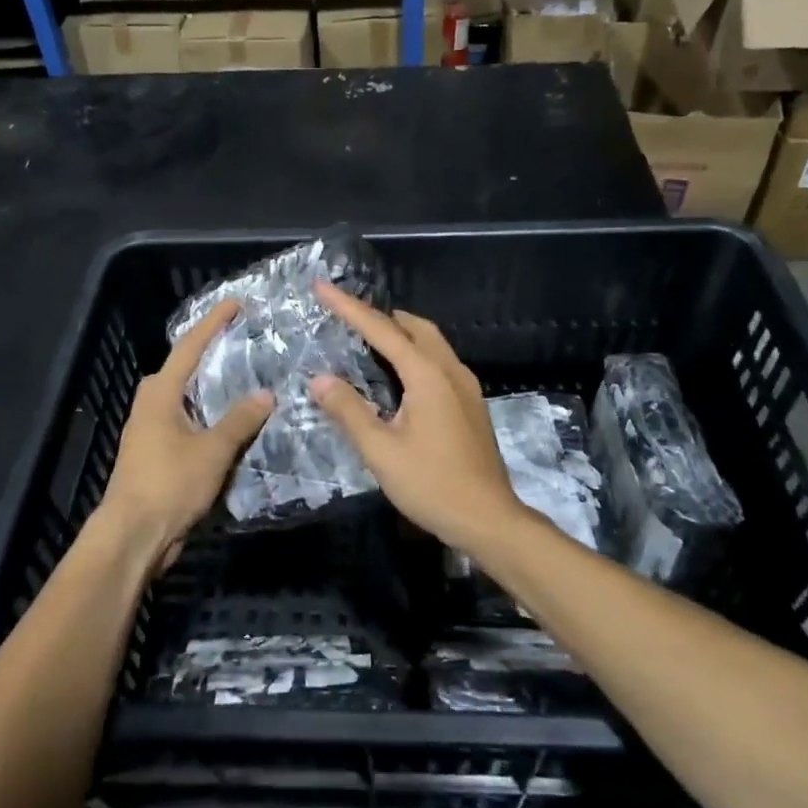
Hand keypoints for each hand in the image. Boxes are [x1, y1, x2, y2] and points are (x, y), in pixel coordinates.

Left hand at [90, 299, 273, 569]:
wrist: (133, 536)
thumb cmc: (169, 484)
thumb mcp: (212, 450)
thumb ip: (240, 420)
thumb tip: (266, 394)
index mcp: (160, 393)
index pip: (190, 346)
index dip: (213, 323)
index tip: (235, 303)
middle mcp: (152, 404)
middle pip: (185, 369)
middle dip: (212, 353)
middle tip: (244, 341)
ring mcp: (152, 430)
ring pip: (187, 398)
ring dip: (213, 388)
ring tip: (246, 377)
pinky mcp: (157, 453)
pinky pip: (189, 422)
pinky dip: (210, 416)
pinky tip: (233, 423)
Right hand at [309, 281, 526, 551]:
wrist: (488, 520)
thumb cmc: (431, 485)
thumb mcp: (380, 451)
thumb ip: (349, 411)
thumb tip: (318, 379)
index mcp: (427, 375)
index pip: (382, 330)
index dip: (349, 308)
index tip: (322, 287)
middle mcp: (450, 371)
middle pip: (414, 327)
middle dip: (379, 315)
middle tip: (347, 314)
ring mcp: (466, 387)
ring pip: (431, 343)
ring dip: (400, 333)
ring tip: (368, 338)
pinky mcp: (471, 404)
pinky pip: (439, 362)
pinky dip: (415, 353)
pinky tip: (399, 375)